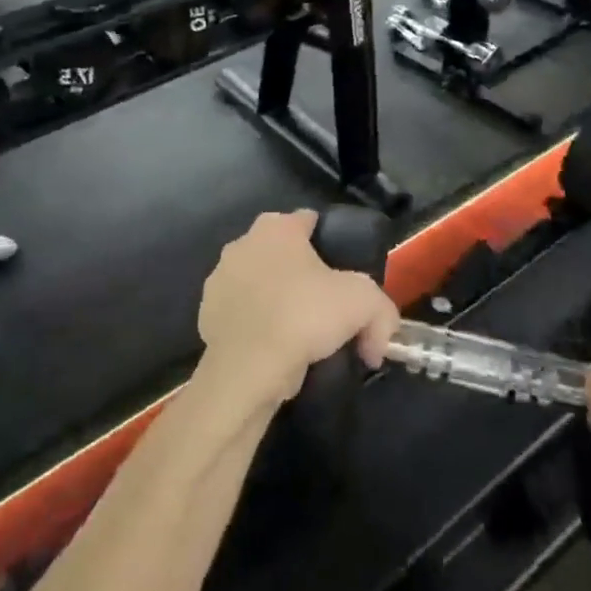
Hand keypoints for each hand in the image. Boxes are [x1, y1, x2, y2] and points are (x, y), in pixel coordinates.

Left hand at [196, 210, 399, 407]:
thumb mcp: (363, 303)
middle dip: (304, 276)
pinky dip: (258, 328)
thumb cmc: (303, 316)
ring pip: (261, 285)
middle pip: (284, 254)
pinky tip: (276, 352)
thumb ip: (382, 312)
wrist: (246, 370)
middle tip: (329, 309)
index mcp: (276, 228)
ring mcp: (219, 280)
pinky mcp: (207, 316)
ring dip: (279, 302)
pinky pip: (244, 316)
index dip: (332, 243)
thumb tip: (378, 343)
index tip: (346, 273)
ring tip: (303, 338)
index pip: (309, 221)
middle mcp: (243, 244)